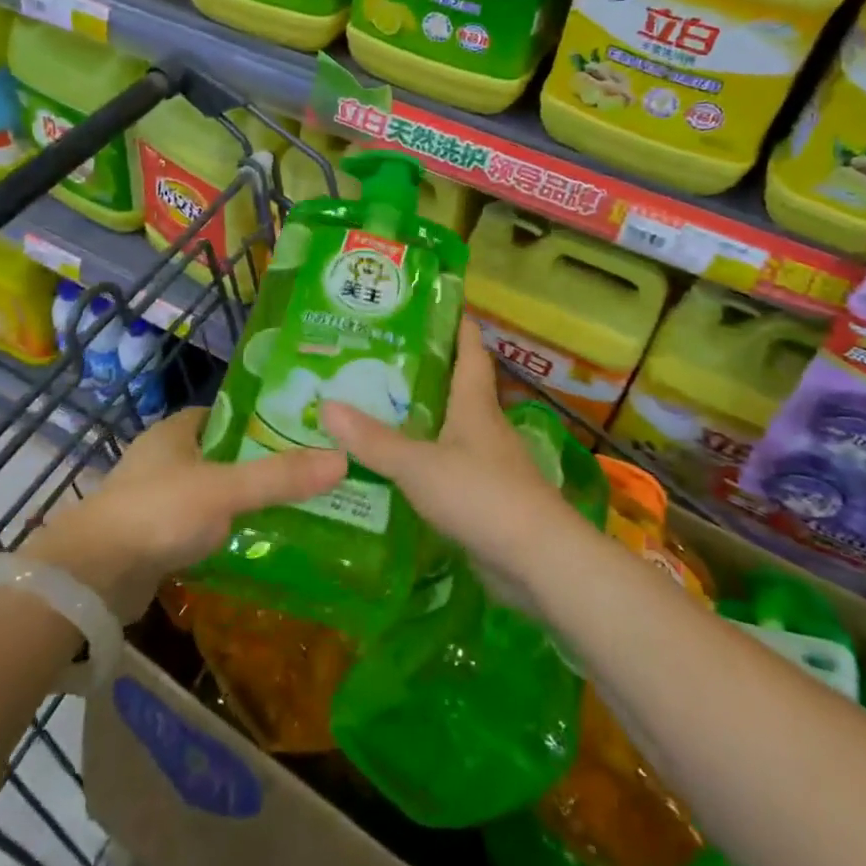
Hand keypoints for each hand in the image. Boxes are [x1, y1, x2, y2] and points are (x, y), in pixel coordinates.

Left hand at [23, 407, 345, 622]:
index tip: (302, 433)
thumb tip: (342, 459)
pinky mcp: (151, 535)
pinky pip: (198, 524)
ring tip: (292, 509)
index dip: (264, 421)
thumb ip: (280, 477)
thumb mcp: (225, 489)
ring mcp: (154, 497)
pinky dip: (222, 530)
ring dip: (241, 500)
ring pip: (211, 491)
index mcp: (177, 430)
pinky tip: (253, 542)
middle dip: (259, 464)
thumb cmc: (158, 512)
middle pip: (223, 453)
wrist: (91, 577)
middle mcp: (164, 457)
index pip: (229, 415)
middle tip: (307, 474)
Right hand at [322, 319, 586, 611]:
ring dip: (422, 416)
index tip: (431, 303)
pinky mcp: (486, 497)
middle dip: (424, 369)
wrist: (539, 561)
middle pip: (456, 385)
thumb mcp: (419, 465)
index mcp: (474, 404)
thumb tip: (326, 405)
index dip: (456, 323)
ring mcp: (489, 463)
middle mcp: (484, 425)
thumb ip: (373, 440)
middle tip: (376, 357)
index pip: (469, 349)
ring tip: (376, 407)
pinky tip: (398, 466)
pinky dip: (425, 458)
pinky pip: (450, 465)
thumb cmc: (482, 495)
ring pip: (451, 426)